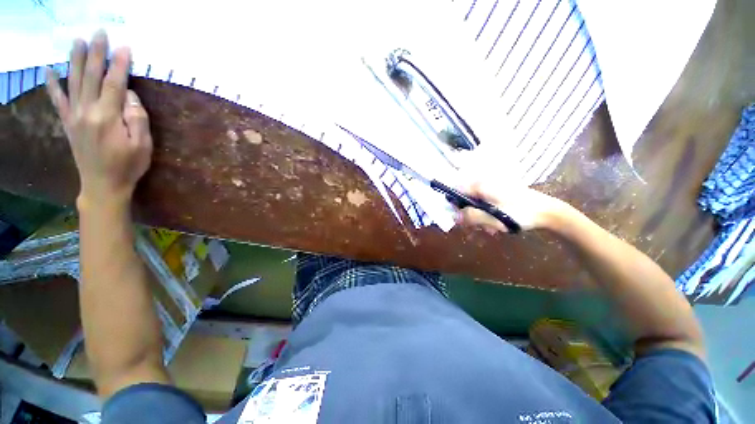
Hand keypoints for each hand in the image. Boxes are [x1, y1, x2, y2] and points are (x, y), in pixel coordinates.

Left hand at [46, 30, 151, 207]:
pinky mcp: (68, 123)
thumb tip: (131, 96)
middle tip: (99, 33)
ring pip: (73, 82)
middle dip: (96, 53)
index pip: (114, 84)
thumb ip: (138, 118)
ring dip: (74, 60)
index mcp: (107, 117)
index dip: (119, 64)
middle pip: (91, 76)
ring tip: (76, 41)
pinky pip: (58, 100)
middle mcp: (87, 111)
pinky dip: (52, 85)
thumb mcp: (143, 145)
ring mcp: (75, 116)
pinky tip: (49, 71)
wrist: (103, 185)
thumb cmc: (128, 166)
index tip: (124, 46)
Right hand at [454, 181, 570, 232]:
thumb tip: (453, 217)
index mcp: (481, 186)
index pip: (457, 191)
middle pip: (466, 199)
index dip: (455, 205)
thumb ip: (471, 217)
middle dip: (470, 215)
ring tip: (491, 228)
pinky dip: (488, 215)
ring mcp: (493, 189)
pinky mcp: (499, 195)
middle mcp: (484, 184)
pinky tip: (497, 225)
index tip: (460, 219)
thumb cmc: (520, 213)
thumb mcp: (493, 218)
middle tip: (479, 227)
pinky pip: (486, 205)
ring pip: (476, 204)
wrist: (548, 212)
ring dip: (480, 218)